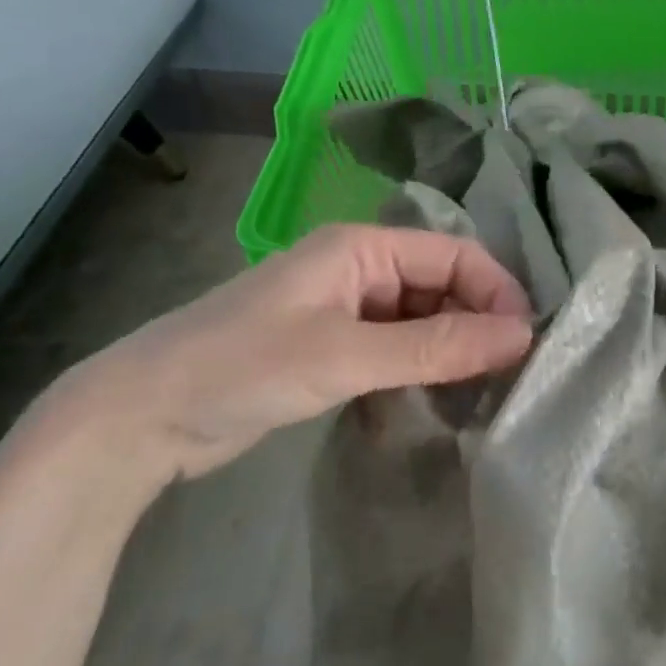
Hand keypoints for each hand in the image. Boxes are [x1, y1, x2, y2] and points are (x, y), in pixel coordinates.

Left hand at [40, 224, 533, 485]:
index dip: (496, 293)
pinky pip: (394, 349)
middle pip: (441, 286)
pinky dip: (417, 372)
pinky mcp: (330, 347)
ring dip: (448, 352)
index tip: (526, 345)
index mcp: (362, 247)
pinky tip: (429, 404)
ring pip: (421, 320)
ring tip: (477, 396)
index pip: (455, 255)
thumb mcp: (346, 356)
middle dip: (476, 325)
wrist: (140, 417)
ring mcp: (343, 309)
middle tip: (507, 378)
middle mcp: (358, 269)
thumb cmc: (242, 367)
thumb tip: (521, 335)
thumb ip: (436, 346)